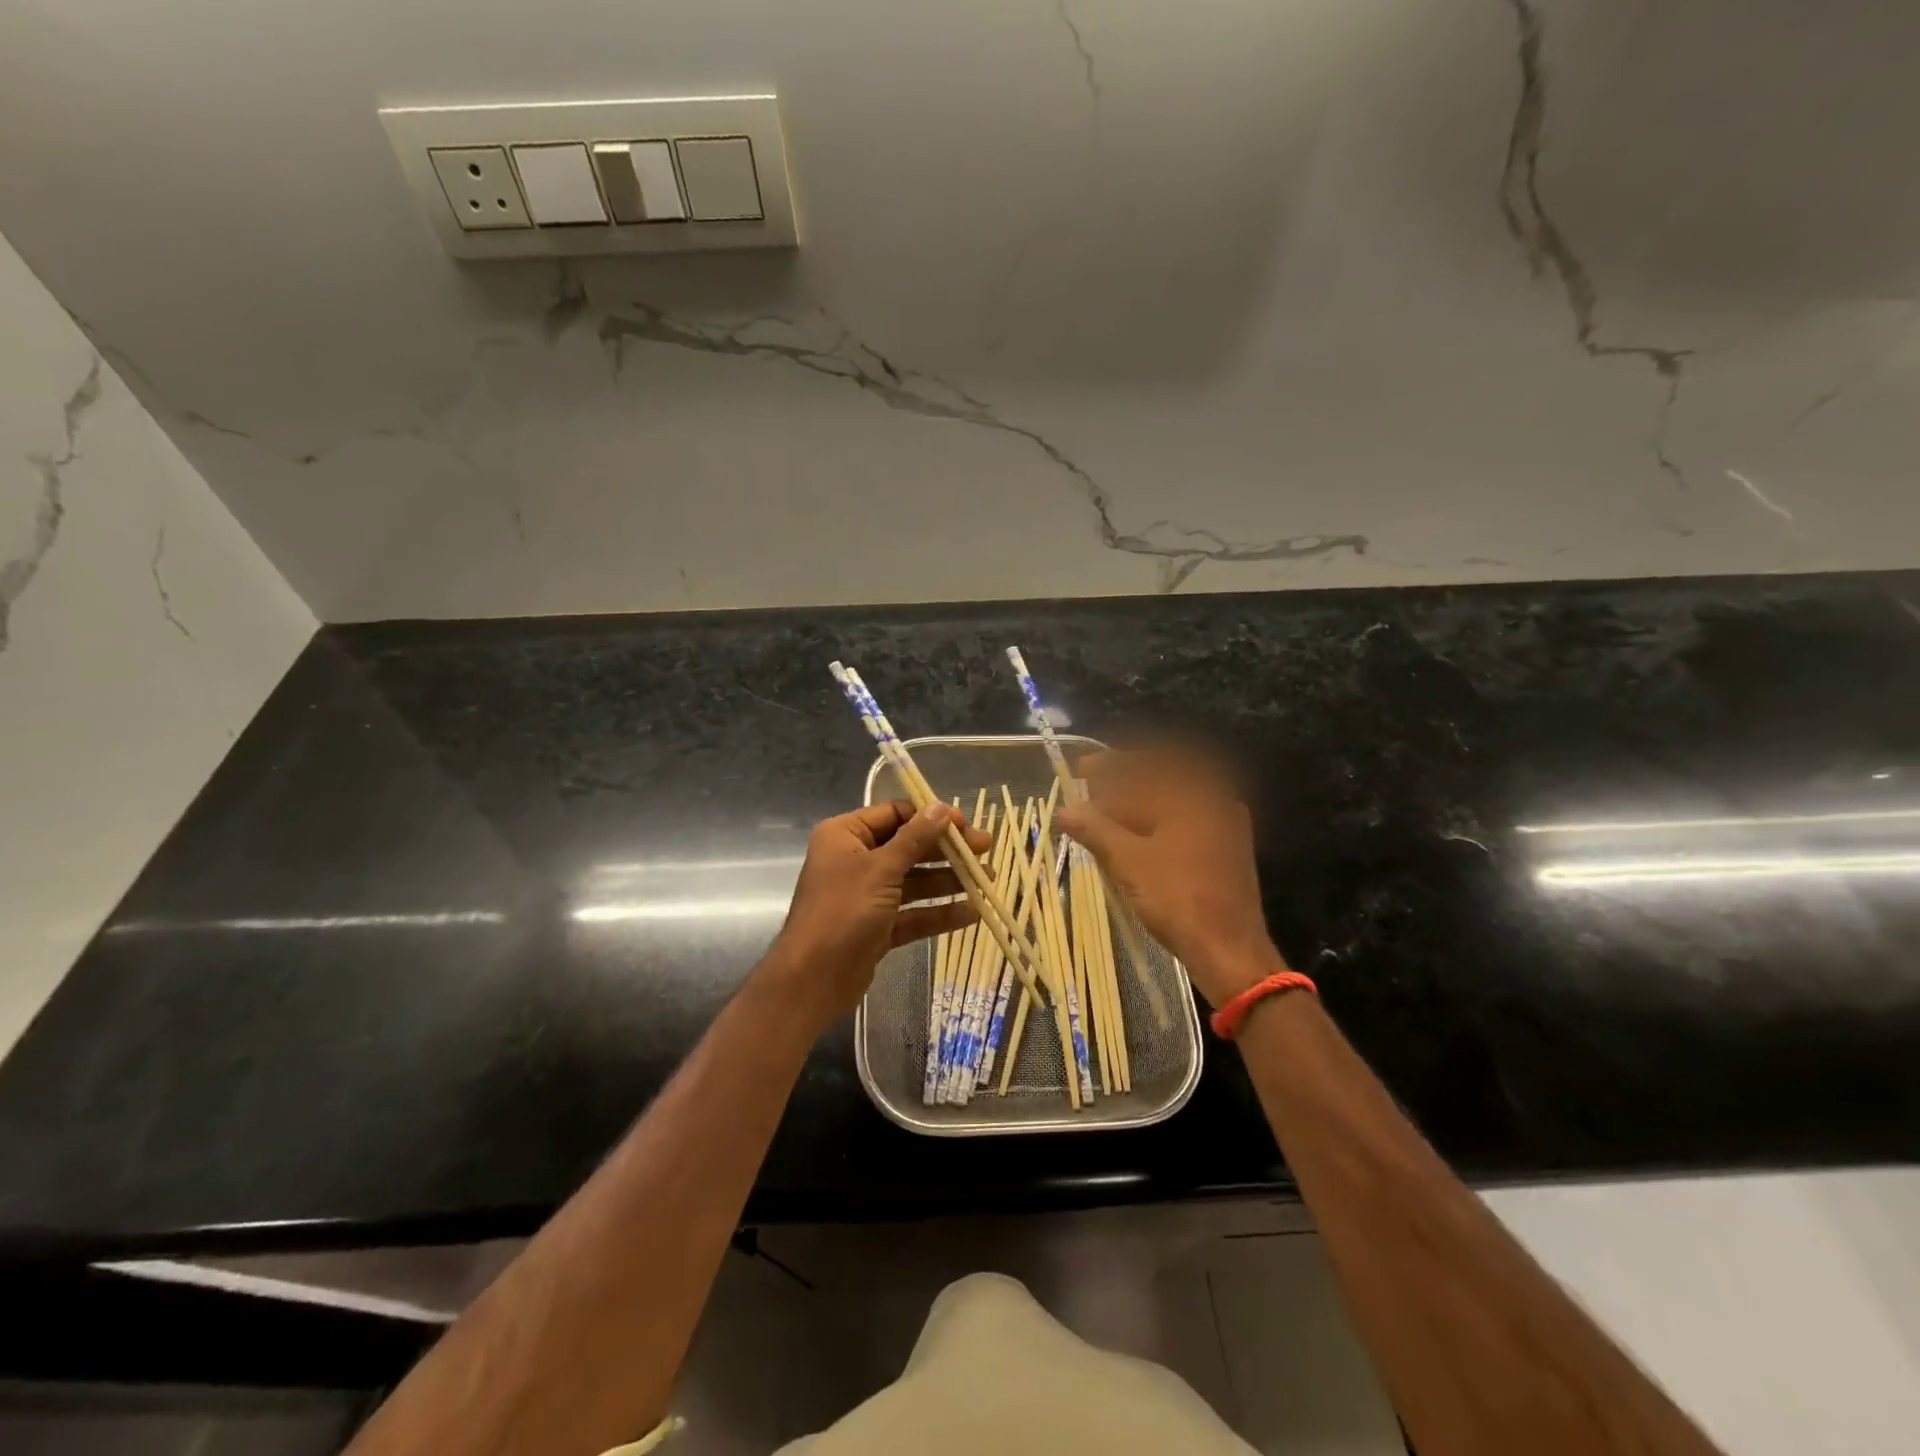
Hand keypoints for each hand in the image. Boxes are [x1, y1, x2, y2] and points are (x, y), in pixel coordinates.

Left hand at [766, 800, 990, 1023]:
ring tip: (986, 880)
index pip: (894, 815)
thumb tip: (941, 808)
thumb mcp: (881, 869)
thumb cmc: (843, 912)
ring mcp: (867, 895)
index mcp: (846, 835)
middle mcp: (855, 860)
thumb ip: (915, 838)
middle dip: (946, 850)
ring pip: (914, 881)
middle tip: (985, 850)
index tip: (965, 824)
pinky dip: (938, 913)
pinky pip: (912, 913)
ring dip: (948, 881)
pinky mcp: (877, 926)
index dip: (930, 817)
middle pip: (908, 847)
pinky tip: (972, 913)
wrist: (812, 980)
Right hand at [1057, 749, 1282, 1007]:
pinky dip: (1157, 824)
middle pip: (1162, 781)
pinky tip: (1134, 840)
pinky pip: (1186, 822)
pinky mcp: (1227, 851)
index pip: (1147, 764)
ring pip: (1174, 804)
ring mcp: (1226, 826)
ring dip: (1138, 806)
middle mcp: (1216, 800)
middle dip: (1123, 785)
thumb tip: (1064, 810)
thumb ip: (1095, 829)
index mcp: (1195, 794)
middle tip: (1090, 793)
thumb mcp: (1128, 861)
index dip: (1109, 765)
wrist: (1229, 950)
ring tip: (1104, 818)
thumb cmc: (1177, 898)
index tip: (1081, 770)